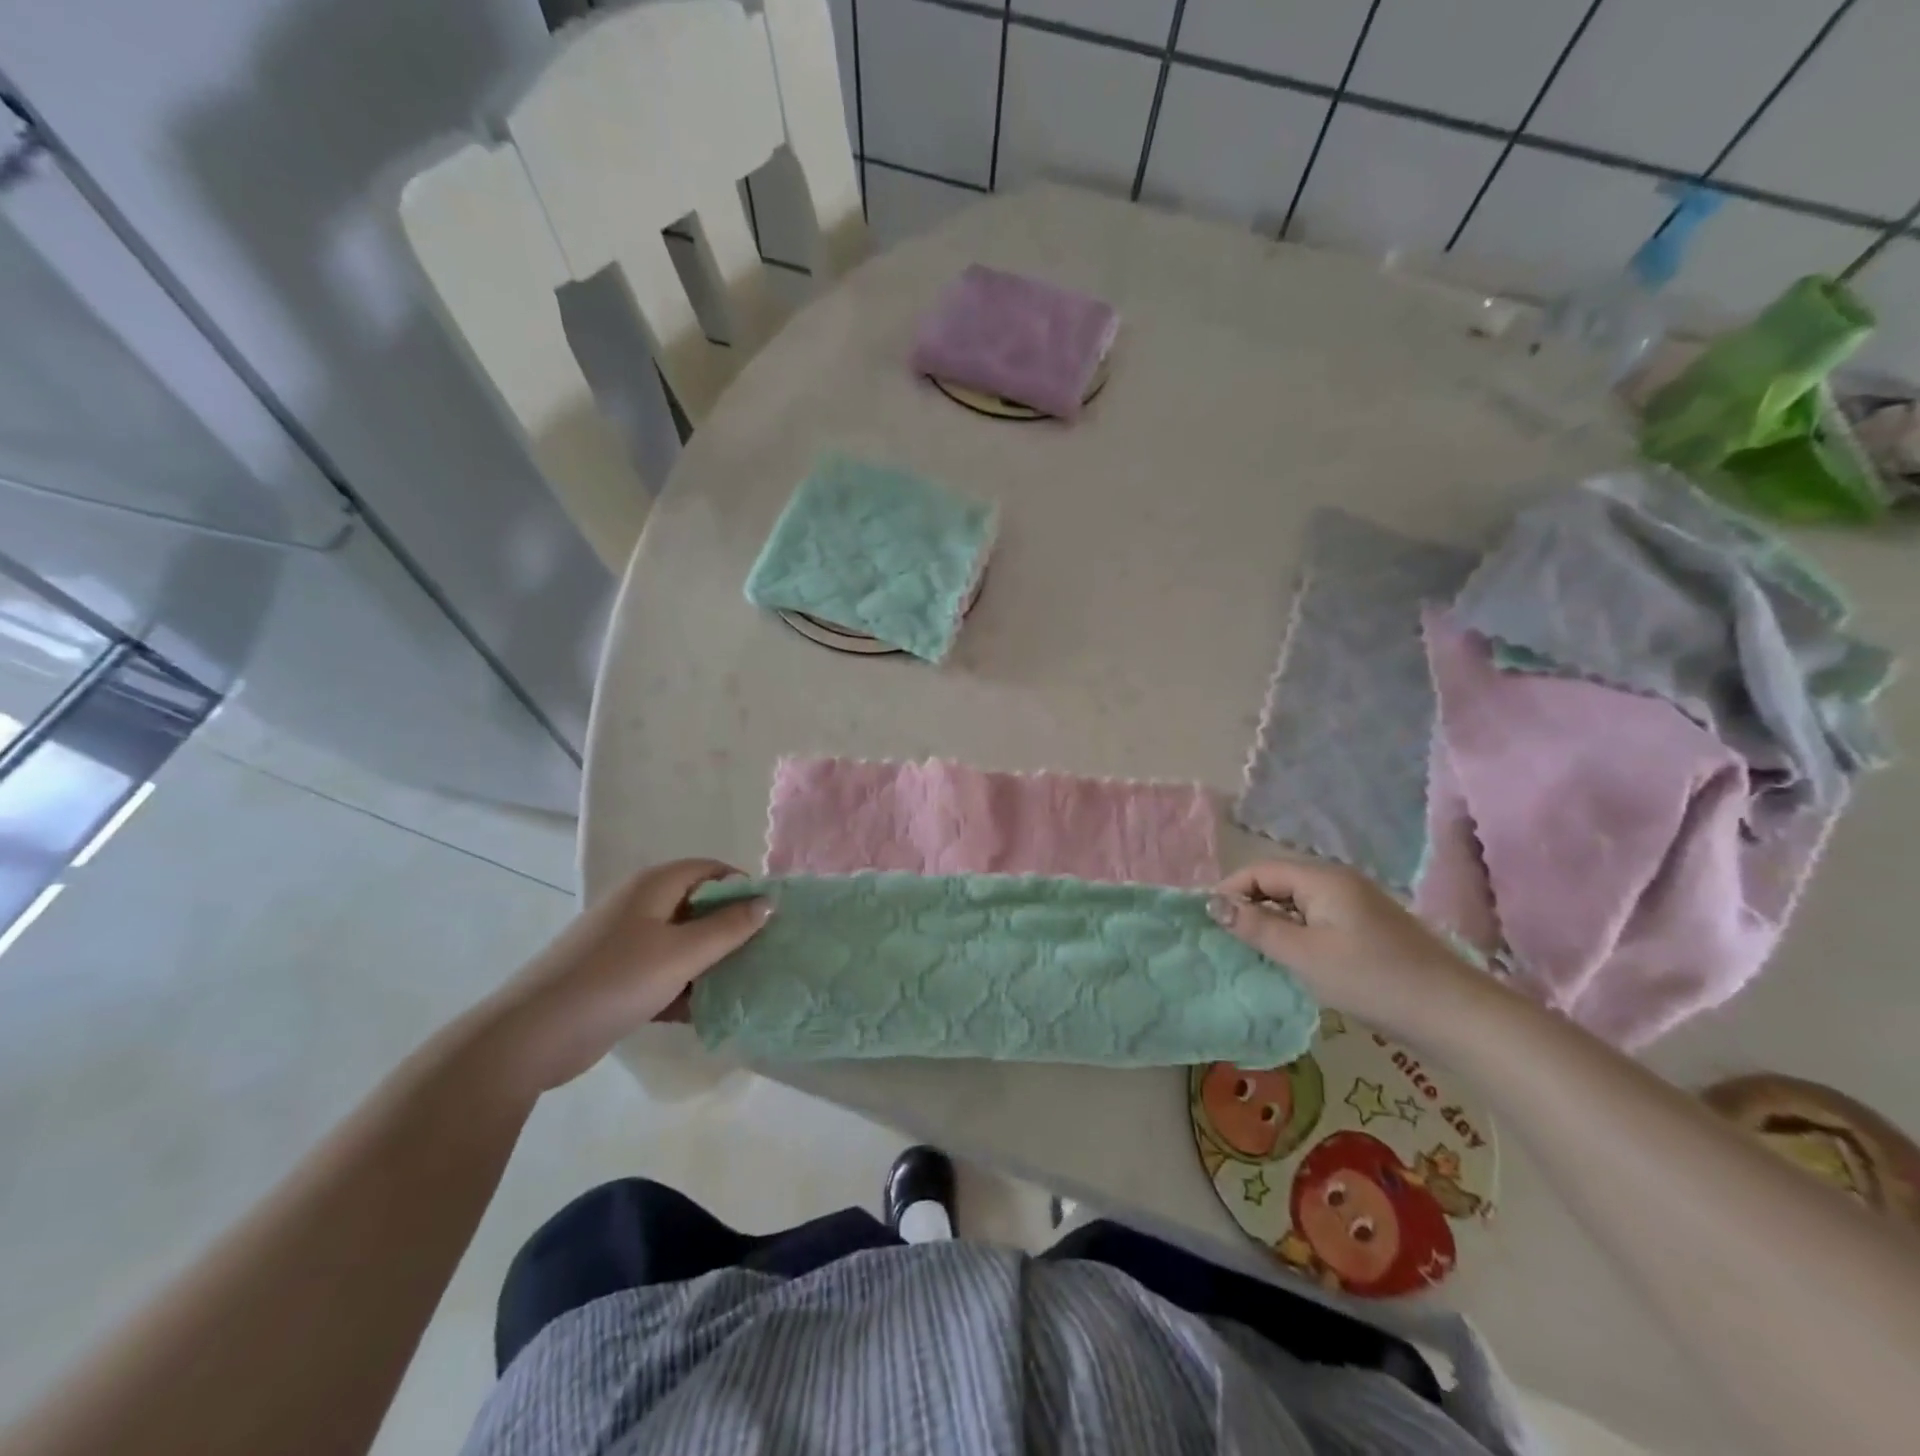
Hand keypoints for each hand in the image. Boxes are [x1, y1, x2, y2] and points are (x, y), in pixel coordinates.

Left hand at [478, 859, 770, 1092]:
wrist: (530, 1037)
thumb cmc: (614, 980)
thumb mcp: (682, 953)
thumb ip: (729, 928)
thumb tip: (769, 901)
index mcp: (655, 885)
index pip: (712, 870)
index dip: (743, 888)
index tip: (770, 917)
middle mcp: (640, 905)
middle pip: (699, 906)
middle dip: (731, 929)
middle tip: (764, 953)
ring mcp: (625, 942)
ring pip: (682, 943)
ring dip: (710, 962)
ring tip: (745, 984)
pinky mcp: (616, 977)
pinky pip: (663, 972)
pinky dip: (684, 986)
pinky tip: (708, 1012)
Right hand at [1208, 858, 1483, 1039]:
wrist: (1454, 1014)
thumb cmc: (1371, 979)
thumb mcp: (1304, 955)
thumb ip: (1256, 927)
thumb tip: (1213, 904)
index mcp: (1322, 879)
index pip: (1260, 871)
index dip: (1229, 890)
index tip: (1207, 921)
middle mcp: (1339, 882)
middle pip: (1279, 883)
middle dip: (1248, 905)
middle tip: (1226, 938)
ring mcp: (1357, 904)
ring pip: (1298, 902)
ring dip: (1272, 921)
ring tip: (1253, 951)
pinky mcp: (1368, 928)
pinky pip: (1317, 918)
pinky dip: (1296, 932)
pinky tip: (1292, 959)